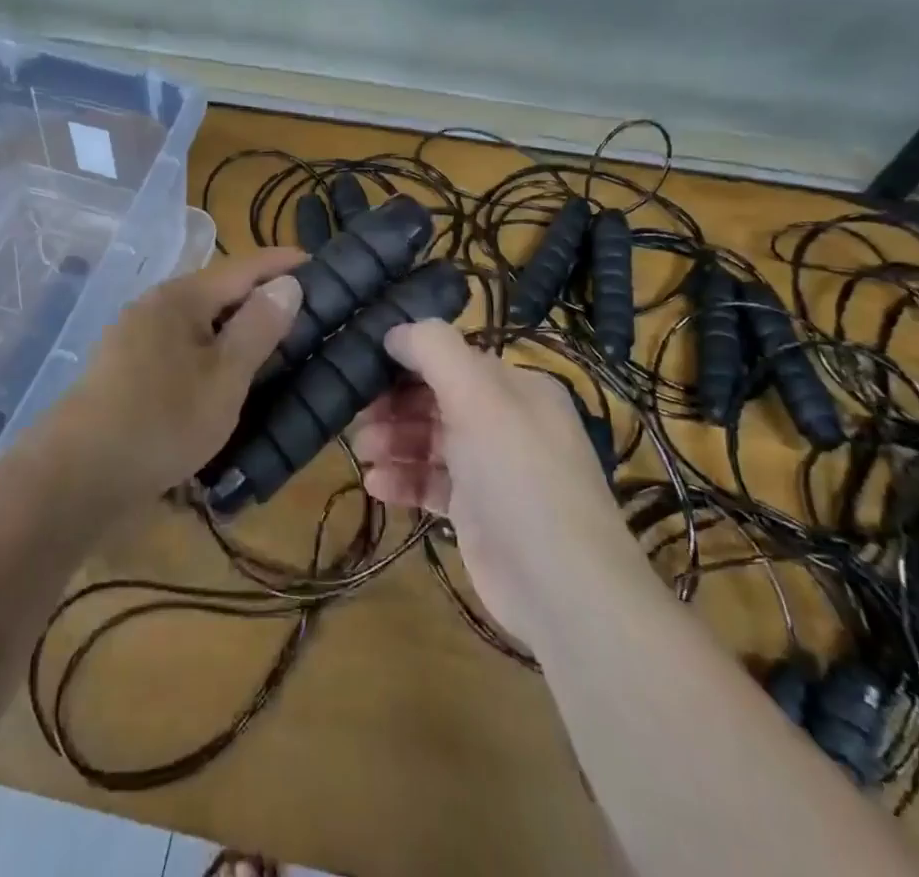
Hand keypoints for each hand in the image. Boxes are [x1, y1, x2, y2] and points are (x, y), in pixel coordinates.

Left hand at [33, 247, 305, 513]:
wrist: (77, 477)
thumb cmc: (162, 421)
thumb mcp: (224, 377)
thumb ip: (259, 327)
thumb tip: (287, 284)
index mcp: (180, 298)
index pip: (243, 267)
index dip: (282, 263)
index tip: (319, 263)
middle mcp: (155, 306)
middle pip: (220, 292)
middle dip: (262, 298)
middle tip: (307, 312)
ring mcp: (136, 337)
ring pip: (201, 322)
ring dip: (237, 328)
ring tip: (276, 344)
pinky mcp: (128, 368)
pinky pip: (183, 347)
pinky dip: (213, 352)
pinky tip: (227, 375)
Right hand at [352, 321, 638, 647]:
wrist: (562, 587)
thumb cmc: (518, 475)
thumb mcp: (478, 396)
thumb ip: (434, 351)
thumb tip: (395, 331)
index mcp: (516, 387)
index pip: (452, 359)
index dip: (408, 361)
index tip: (364, 367)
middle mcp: (507, 422)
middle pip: (438, 400)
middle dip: (395, 405)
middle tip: (357, 416)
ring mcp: (493, 470)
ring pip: (431, 442)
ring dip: (394, 441)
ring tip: (363, 451)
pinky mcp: (478, 514)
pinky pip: (432, 484)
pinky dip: (404, 480)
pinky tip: (375, 485)